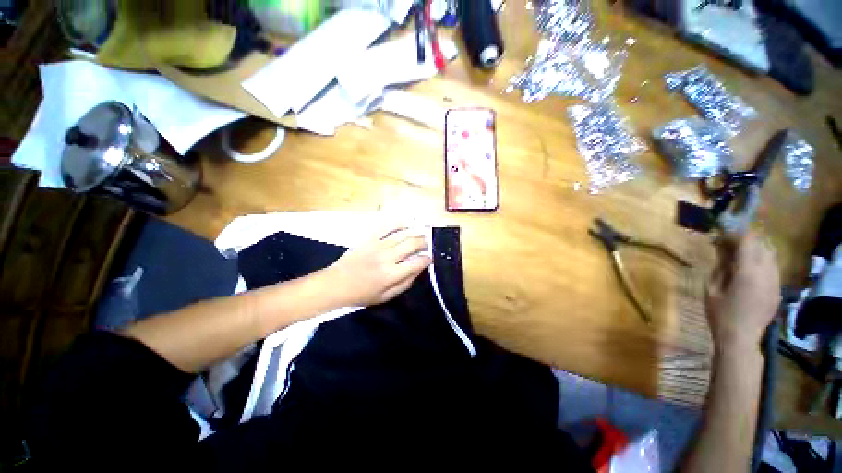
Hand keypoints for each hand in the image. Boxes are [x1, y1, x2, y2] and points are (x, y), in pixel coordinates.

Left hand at [321, 226, 431, 306]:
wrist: (336, 284)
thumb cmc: (362, 294)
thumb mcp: (386, 297)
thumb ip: (405, 283)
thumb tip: (419, 270)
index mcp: (391, 274)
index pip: (417, 263)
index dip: (427, 260)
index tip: (429, 259)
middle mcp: (387, 257)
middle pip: (412, 244)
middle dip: (423, 243)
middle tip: (426, 245)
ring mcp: (378, 245)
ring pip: (402, 234)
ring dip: (415, 233)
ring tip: (420, 235)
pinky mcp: (369, 238)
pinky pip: (386, 227)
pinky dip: (398, 223)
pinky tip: (406, 223)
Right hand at [706, 232, 780, 352]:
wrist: (741, 338)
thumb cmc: (720, 313)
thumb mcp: (711, 289)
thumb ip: (719, 267)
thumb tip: (722, 251)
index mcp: (747, 271)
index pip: (746, 241)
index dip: (734, 234)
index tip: (721, 234)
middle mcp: (766, 272)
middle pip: (761, 245)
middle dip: (746, 240)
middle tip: (729, 243)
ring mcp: (775, 282)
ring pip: (771, 255)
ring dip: (756, 250)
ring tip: (740, 254)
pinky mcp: (778, 290)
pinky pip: (773, 268)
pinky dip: (762, 262)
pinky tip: (750, 269)